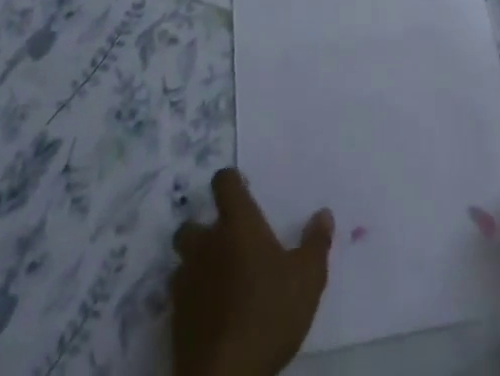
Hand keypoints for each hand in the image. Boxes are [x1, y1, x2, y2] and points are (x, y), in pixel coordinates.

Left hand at [170, 168, 332, 375]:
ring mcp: (187, 281)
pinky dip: (193, 298)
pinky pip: (181, 297)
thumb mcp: (307, 279)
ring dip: (196, 264)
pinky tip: (211, 313)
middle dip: (204, 228)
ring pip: (183, 260)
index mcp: (237, 224)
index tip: (242, 188)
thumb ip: (316, 243)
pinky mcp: (175, 318)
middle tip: (227, 243)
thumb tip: (324, 214)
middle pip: (192, 222)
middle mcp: (206, 243)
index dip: (230, 181)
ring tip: (218, 280)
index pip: (224, 182)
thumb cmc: (268, 315)